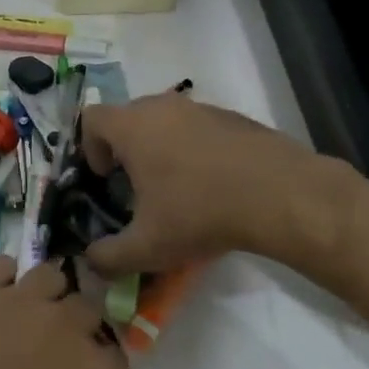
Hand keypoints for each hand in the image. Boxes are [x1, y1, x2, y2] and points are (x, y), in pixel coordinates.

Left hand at [0, 258, 127, 368]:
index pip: (116, 360)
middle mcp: (62, 324)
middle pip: (87, 311)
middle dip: (79, 331)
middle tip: (52, 358)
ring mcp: (16, 298)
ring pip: (50, 277)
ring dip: (47, 297)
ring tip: (25, 321)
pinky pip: (2, 265)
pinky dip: (3, 279)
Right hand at [80, 91, 349, 275]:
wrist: (279, 194)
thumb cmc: (200, 213)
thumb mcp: (147, 247)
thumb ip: (108, 257)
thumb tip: (91, 262)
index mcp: (133, 127)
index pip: (92, 119)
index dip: (89, 148)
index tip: (106, 179)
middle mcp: (162, 107)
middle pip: (128, 117)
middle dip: (124, 150)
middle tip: (136, 188)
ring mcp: (200, 108)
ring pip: (164, 120)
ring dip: (160, 148)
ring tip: (176, 189)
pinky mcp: (231, 116)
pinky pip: (197, 127)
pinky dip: (194, 148)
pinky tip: (212, 184)